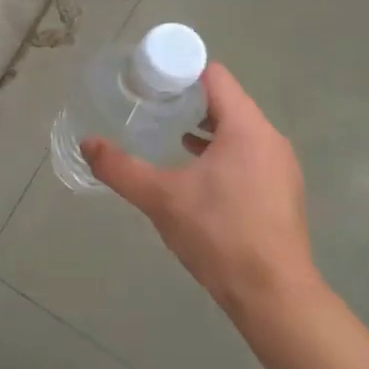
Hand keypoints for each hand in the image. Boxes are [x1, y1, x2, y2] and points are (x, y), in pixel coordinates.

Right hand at [83, 63, 322, 321]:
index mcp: (247, 129)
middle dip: (188, 101)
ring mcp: (280, 167)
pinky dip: (220, 153)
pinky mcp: (281, 192)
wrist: (273, 296)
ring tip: (167, 135)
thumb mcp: (161, 198)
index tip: (150, 82)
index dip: (181, 72)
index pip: (215, 77)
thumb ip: (121, 168)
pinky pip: (247, 155)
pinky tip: (194, 172)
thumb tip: (87, 143)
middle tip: (151, 107)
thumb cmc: (219, 235)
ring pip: (237, 131)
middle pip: (226, 101)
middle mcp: (270, 140)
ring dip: (204, 128)